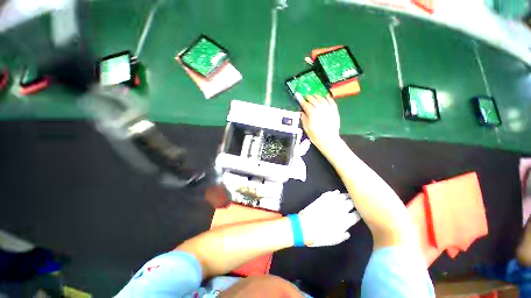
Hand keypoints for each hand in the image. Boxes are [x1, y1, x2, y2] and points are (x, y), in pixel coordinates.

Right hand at [296, 94, 340, 151]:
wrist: (328, 140)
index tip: (299, 97)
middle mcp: (320, 108)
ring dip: (317, 96)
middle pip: (313, 99)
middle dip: (309, 98)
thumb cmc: (315, 135)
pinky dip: (328, 98)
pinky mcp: (334, 110)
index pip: (305, 104)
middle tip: (306, 98)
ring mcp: (328, 109)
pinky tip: (326, 96)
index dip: (301, 100)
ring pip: (322, 99)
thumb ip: (303, 118)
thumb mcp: (306, 128)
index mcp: (312, 113)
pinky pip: (331, 101)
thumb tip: (302, 112)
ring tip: (314, 96)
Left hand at [298, 190, 360, 246]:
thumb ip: (342, 236)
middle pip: (351, 203)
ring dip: (345, 195)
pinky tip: (336, 192)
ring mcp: (330, 203)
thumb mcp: (334, 240)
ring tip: (348, 195)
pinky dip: (334, 192)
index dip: (359, 213)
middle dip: (354, 201)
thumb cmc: (320, 236)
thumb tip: (347, 232)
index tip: (360, 212)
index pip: (356, 214)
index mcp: (345, 221)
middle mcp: (340, 210)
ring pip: (341, 196)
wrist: (305, 227)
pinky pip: (330, 193)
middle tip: (355, 201)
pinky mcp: (322, 199)